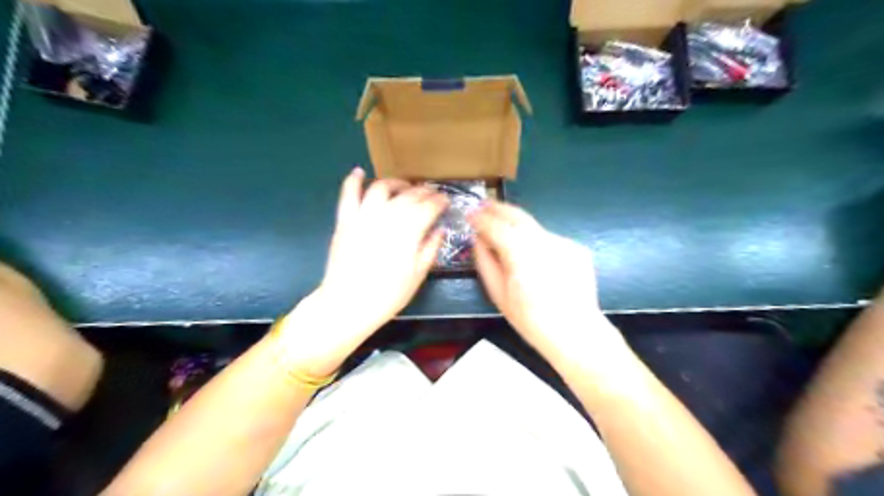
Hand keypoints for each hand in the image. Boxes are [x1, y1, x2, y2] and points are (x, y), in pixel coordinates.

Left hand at [276, 168, 444, 373]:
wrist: (348, 304)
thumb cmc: (388, 295)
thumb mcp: (418, 275)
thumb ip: (430, 249)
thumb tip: (439, 230)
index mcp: (408, 231)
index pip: (428, 207)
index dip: (439, 201)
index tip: (445, 201)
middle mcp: (387, 217)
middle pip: (408, 195)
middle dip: (423, 191)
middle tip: (431, 194)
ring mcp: (363, 216)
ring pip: (381, 188)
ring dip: (395, 182)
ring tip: (404, 186)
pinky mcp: (345, 221)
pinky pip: (348, 195)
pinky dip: (353, 181)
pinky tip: (359, 172)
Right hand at [473, 201, 623, 367]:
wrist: (575, 331)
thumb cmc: (531, 319)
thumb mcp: (498, 294)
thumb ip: (485, 261)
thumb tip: (478, 239)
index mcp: (520, 252)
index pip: (494, 225)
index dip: (479, 218)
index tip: (469, 214)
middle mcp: (543, 239)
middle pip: (516, 215)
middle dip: (498, 208)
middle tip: (484, 205)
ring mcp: (562, 242)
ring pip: (534, 227)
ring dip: (518, 227)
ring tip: (506, 233)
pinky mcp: (576, 248)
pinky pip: (549, 240)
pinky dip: (537, 243)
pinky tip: (537, 260)